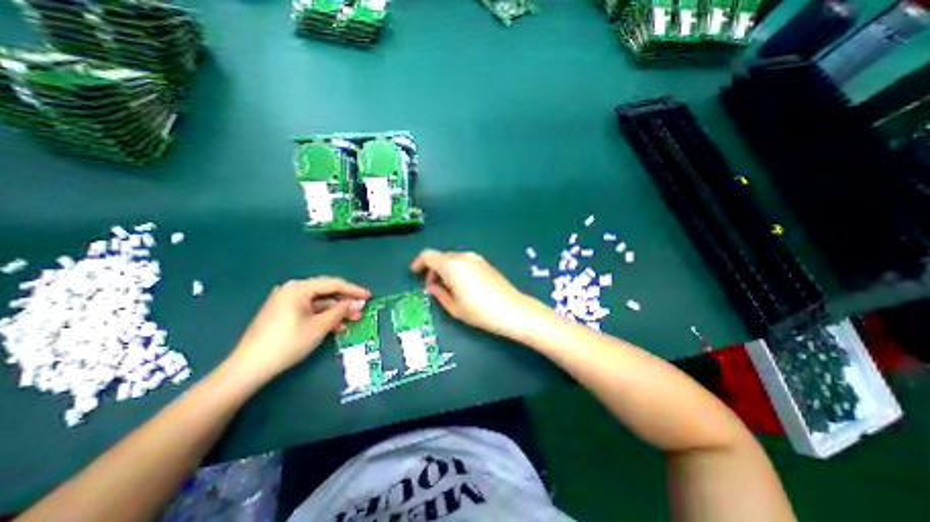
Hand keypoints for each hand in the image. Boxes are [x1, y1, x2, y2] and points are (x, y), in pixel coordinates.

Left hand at [222, 279, 370, 384]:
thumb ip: (341, 310)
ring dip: (336, 310)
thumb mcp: (320, 326)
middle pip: (326, 291)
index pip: (333, 284)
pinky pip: (309, 310)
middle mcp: (292, 290)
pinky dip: (323, 316)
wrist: (249, 368)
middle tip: (360, 310)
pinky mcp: (283, 313)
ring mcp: (286, 301)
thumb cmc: (288, 343)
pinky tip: (335, 326)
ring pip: (319, 302)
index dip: (354, 290)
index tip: (369, 296)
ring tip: (351, 320)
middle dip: (345, 301)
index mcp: (299, 288)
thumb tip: (356, 302)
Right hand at [409, 249, 546, 338]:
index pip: (428, 255)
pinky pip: (464, 262)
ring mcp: (476, 258)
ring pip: (452, 259)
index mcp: (451, 265)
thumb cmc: (479, 311)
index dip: (418, 263)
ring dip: (445, 270)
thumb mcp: (453, 307)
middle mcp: (463, 257)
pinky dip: (456, 269)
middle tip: (432, 287)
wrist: (512, 310)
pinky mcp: (484, 263)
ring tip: (447, 289)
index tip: (415, 273)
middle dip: (432, 269)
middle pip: (441, 257)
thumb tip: (431, 285)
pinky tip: (461, 285)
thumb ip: (438, 292)